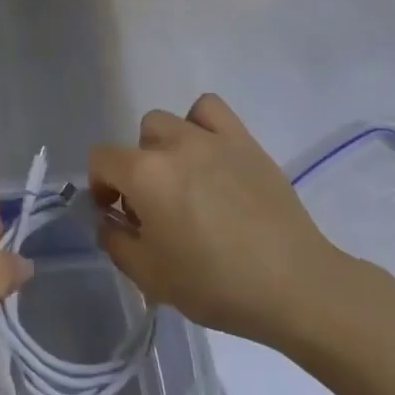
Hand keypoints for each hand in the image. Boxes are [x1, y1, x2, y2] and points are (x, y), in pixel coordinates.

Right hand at [92, 95, 364, 351]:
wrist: (293, 284)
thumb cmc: (216, 285)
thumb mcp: (150, 278)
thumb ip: (116, 242)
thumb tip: (109, 218)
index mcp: (144, 175)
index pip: (101, 159)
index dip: (100, 185)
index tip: (116, 213)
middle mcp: (173, 144)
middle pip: (138, 140)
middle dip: (138, 169)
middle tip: (156, 206)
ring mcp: (211, 137)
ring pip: (170, 122)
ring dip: (167, 146)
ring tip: (186, 179)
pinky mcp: (244, 140)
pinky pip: (210, 109)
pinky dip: (201, 124)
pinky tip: (210, 154)